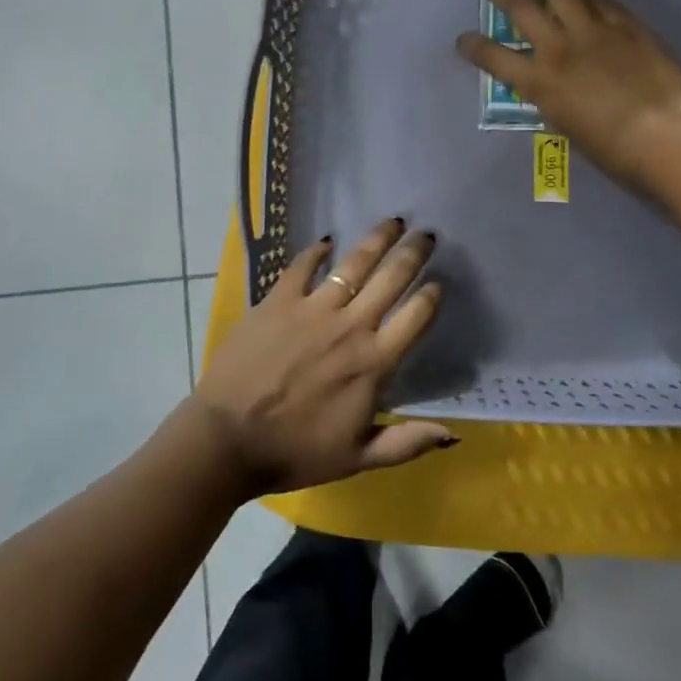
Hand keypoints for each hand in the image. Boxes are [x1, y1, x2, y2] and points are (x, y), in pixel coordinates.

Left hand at [188, 217, 454, 495]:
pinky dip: (316, 251)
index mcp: (373, 363)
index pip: (416, 317)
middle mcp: (350, 326)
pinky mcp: (277, 301)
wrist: (228, 438)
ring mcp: (312, 309)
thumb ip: (407, 443)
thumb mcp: (357, 458)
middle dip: (413, 254)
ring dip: (376, 240)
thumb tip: (452, 434)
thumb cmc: (295, 451)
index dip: (431, 295)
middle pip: (391, 279)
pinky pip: (302, 266)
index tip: (439, 281)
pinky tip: (327, 241)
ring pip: (353, 264)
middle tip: (426, 234)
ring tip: (392, 222)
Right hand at [456, 0, 680, 184]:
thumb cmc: (612, 150)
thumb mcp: (566, 127)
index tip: (464, 40)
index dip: (472, 45)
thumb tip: (551, 88)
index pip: (492, 56)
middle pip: (521, 6)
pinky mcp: (627, 24)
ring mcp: (594, 30)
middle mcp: (558, 47)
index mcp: (538, 81)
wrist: (666, 135)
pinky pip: (602, 0)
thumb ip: (552, 99)